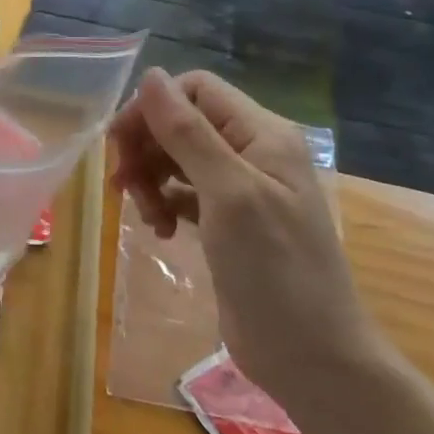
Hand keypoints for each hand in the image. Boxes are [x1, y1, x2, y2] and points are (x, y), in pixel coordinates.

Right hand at [108, 67, 386, 409]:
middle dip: (146, 147)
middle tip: (124, 184)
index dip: (154, 107)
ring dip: (150, 178)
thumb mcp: (229, 194)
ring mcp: (239, 189)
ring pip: (176, 157)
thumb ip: (188, 133)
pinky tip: (158, 230)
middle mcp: (251, 152)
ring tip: (145, 215)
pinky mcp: (226, 222)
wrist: (312, 357)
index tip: (122, 142)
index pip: (196, 90)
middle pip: (181, 123)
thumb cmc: (275, 269)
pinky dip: (163, 203)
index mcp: (262, 134)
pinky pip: (181, 192)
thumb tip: (151, 75)